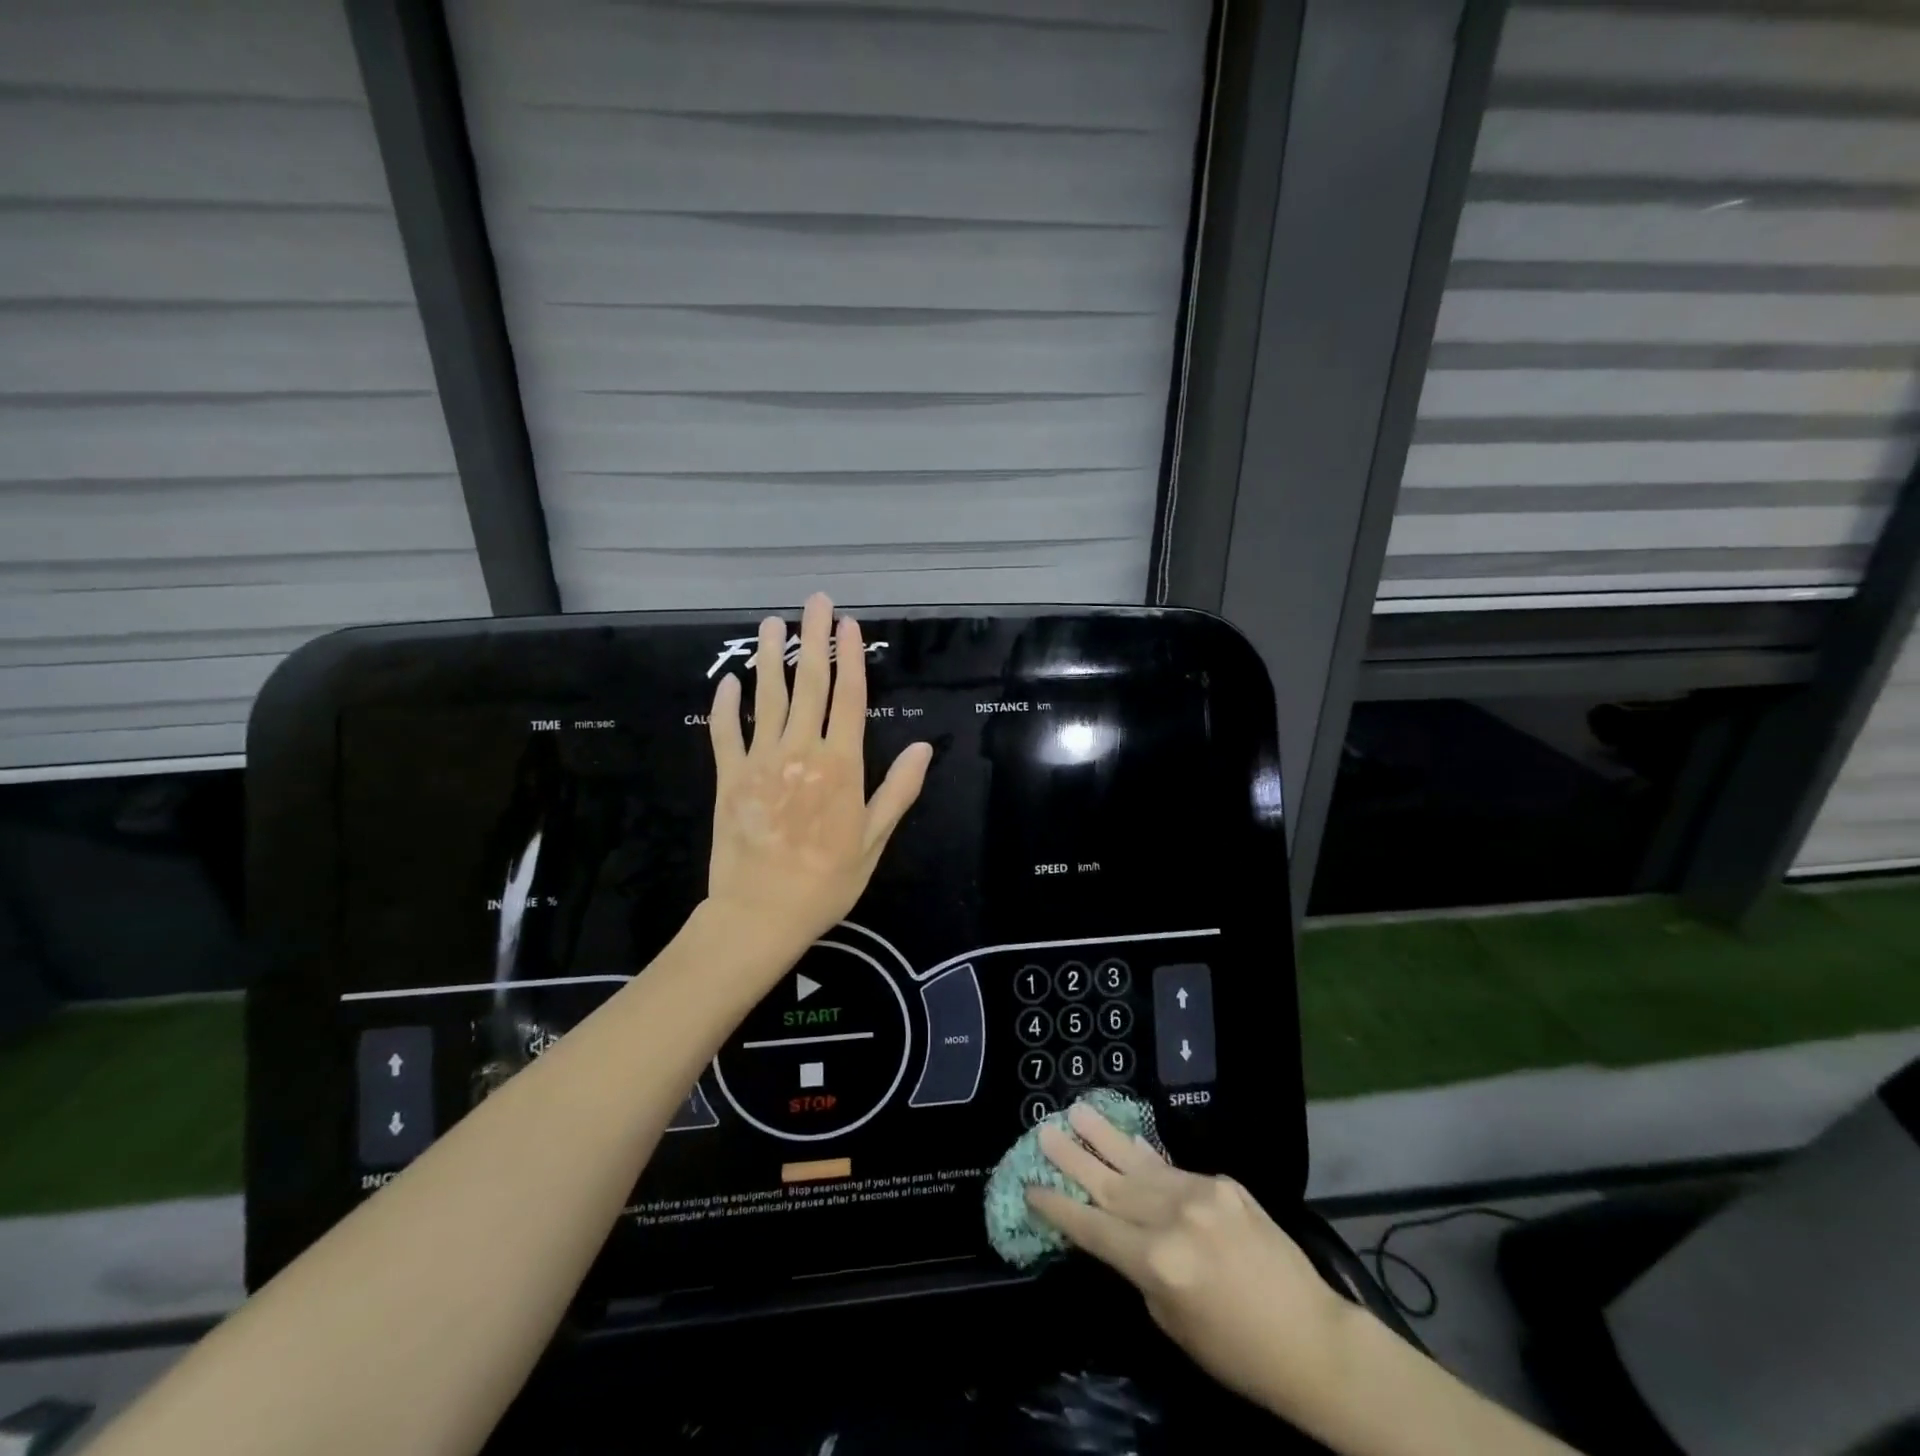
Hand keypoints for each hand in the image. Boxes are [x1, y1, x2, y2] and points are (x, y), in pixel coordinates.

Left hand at [706, 593, 931, 954]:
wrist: (761, 914)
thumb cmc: (827, 881)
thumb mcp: (874, 840)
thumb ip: (898, 790)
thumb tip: (926, 747)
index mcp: (840, 766)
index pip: (848, 698)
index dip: (850, 657)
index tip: (850, 624)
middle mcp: (801, 752)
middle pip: (808, 684)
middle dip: (813, 639)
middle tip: (815, 601)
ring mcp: (760, 761)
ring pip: (766, 698)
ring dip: (770, 658)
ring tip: (771, 623)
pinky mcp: (729, 777)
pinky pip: (725, 732)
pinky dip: (726, 705)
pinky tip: (728, 682)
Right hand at [1029, 1103, 1348, 1418]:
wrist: (1312, 1340)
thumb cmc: (1237, 1352)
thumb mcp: (1171, 1321)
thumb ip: (1138, 1269)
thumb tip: (1114, 1231)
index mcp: (1158, 1261)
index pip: (1093, 1227)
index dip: (1059, 1208)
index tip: (1031, 1187)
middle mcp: (1175, 1217)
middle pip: (1111, 1185)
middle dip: (1073, 1159)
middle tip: (1043, 1131)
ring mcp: (1202, 1192)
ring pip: (1138, 1163)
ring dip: (1104, 1139)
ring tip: (1076, 1111)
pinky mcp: (1224, 1182)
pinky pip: (1173, 1170)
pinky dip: (1146, 1160)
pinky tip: (1127, 1144)